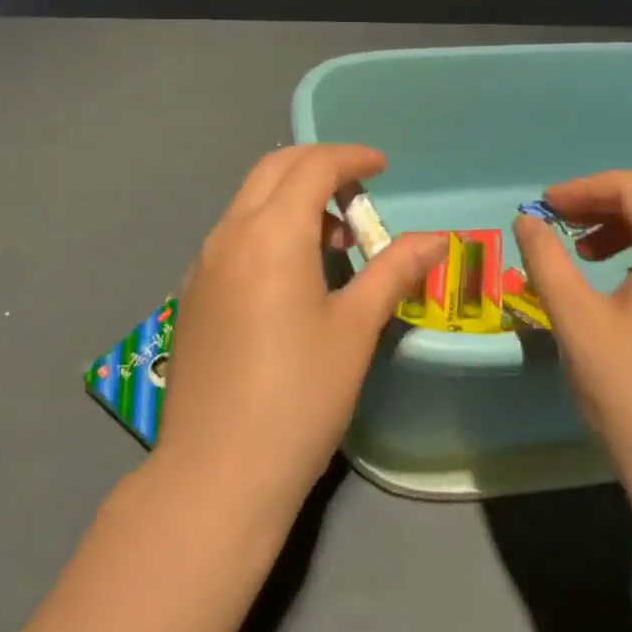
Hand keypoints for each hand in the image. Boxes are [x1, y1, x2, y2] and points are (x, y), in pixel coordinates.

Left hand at [156, 144, 443, 521]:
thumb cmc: (299, 397)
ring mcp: (204, 261)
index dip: (351, 158)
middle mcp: (230, 232)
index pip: (313, 166)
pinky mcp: (193, 291)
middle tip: (360, 193)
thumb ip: (394, 271)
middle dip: (319, 166)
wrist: (216, 474)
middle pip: (274, 168)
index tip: (383, 167)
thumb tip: (437, 239)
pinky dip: (268, 226)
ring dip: (292, 197)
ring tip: (335, 241)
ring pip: (250, 199)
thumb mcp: (355, 329)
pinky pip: (234, 233)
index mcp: (272, 232)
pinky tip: (292, 274)